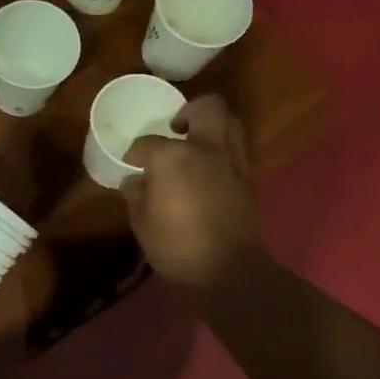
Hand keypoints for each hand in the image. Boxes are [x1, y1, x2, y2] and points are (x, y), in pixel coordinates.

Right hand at [122, 95, 260, 290]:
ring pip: (230, 121)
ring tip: (197, 141)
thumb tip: (134, 181)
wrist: (228, 270)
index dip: (135, 152)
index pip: (147, 143)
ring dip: (213, 124)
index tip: (131, 163)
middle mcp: (205, 149)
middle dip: (189, 111)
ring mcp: (232, 161)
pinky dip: (225, 146)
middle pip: (206, 108)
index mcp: (172, 157)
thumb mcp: (142, 223)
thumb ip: (136, 195)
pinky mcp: (248, 177)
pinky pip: (238, 146)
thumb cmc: (177, 246)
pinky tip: (210, 164)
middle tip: (176, 127)